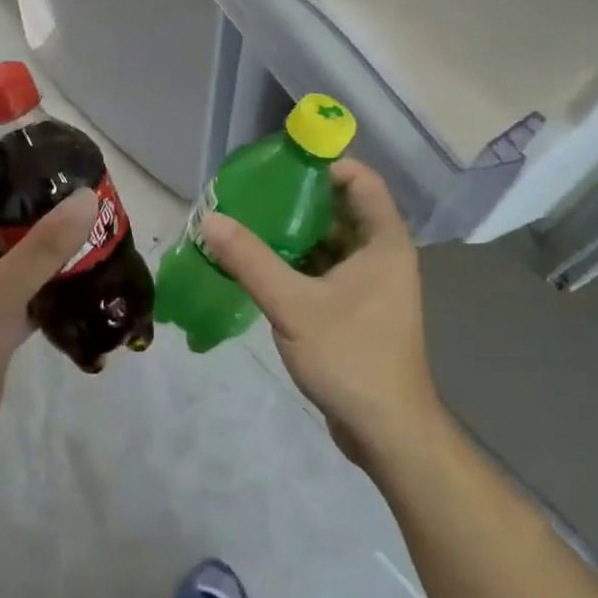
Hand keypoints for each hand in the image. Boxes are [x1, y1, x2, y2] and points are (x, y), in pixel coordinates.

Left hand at [0, 169, 95, 480]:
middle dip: (45, 213)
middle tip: (95, 200)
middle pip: (4, 224)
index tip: (61, 160)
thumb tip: (87, 197)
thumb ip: (44, 245)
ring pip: (19, 263)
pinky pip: (28, 299)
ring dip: (54, 254)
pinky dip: (54, 292)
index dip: (15, 169)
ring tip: (102, 236)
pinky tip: (91, 286)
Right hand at [200, 160, 441, 466]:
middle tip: (251, 195)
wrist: (388, 432)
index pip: (361, 180)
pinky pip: (325, 271)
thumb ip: (251, 260)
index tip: (280, 165)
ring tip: (247, 224)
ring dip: (293, 235)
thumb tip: (210, 219)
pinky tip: (260, 265)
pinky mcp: (358, 310)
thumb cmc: (351, 358)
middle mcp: (382, 255)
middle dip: (297, 200)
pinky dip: (297, 264)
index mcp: (384, 242)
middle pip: (340, 209)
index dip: (324, 165)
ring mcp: (371, 285)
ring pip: (329, 243)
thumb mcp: (294, 306)